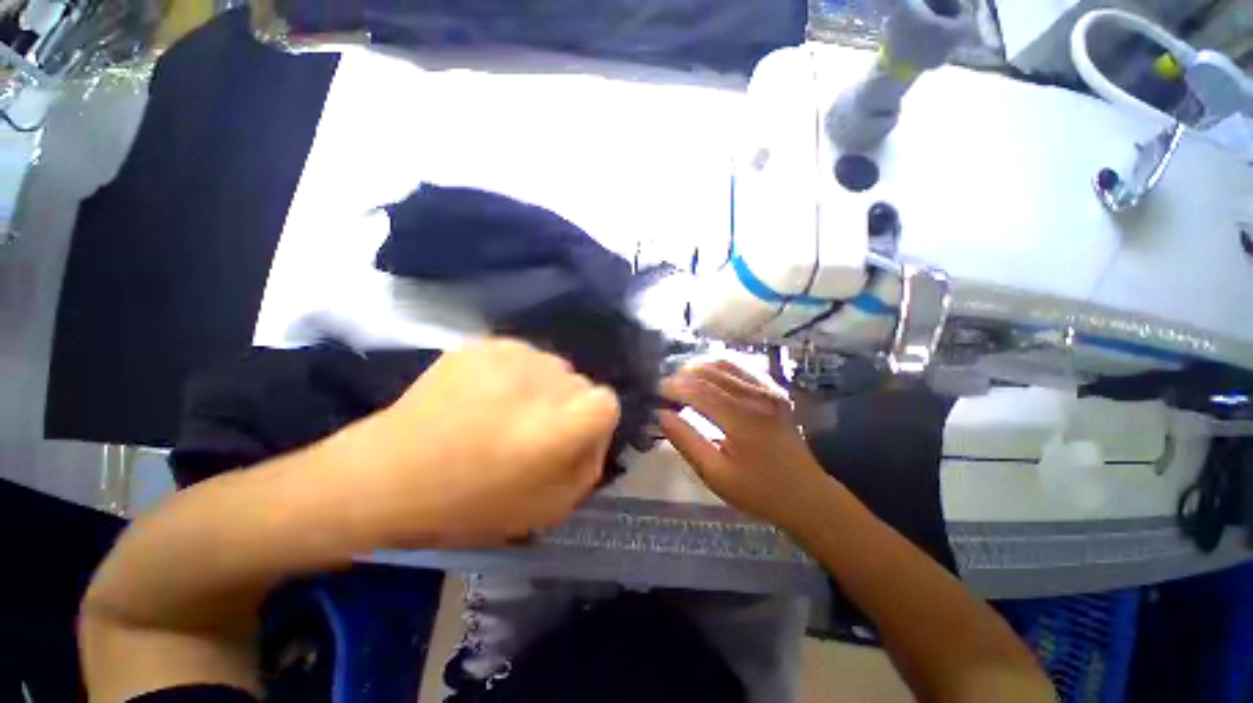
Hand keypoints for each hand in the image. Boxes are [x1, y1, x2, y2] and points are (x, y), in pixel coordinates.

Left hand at [325, 338, 619, 547]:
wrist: (387, 475)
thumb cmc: (469, 504)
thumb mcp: (548, 508)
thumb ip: (587, 467)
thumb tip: (595, 435)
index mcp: (560, 426)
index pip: (607, 402)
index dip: (594, 422)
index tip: (569, 439)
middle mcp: (543, 381)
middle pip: (580, 384)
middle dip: (566, 408)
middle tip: (530, 431)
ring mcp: (512, 355)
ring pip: (553, 368)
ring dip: (541, 390)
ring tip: (504, 413)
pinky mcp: (485, 343)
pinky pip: (523, 356)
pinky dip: (515, 375)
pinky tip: (485, 396)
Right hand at [659, 361, 831, 528]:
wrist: (806, 495)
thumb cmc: (757, 490)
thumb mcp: (716, 475)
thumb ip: (687, 442)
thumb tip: (662, 416)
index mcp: (741, 420)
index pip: (699, 391)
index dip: (674, 387)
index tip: (656, 392)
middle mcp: (756, 397)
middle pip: (711, 372)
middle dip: (683, 375)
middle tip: (667, 388)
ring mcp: (768, 391)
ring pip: (726, 364)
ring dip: (700, 368)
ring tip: (682, 379)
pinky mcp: (774, 390)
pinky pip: (743, 368)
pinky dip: (720, 367)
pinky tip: (708, 375)